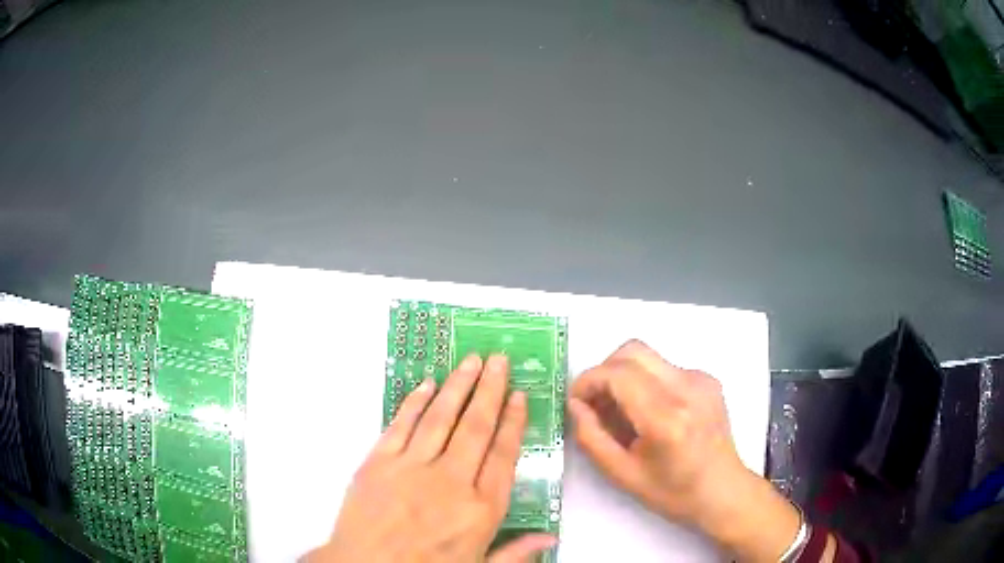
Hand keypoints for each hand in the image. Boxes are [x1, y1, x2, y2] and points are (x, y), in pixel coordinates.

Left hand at [306, 355, 555, 562]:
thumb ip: (515, 552)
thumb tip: (551, 537)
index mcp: (479, 509)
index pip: (503, 455)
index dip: (513, 422)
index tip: (519, 396)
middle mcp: (449, 481)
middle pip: (475, 427)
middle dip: (490, 390)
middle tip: (499, 360)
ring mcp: (411, 468)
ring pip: (441, 418)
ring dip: (458, 386)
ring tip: (471, 360)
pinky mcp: (378, 462)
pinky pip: (400, 425)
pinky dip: (415, 402)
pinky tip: (427, 384)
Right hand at [569, 340, 800, 561]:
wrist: (723, 490)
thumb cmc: (673, 492)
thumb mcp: (622, 474)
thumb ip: (591, 437)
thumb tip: (575, 404)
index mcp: (666, 418)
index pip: (618, 374)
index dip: (588, 381)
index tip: (576, 401)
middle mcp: (687, 388)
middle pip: (632, 351)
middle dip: (604, 371)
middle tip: (596, 403)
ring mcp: (701, 379)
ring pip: (647, 357)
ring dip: (625, 377)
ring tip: (622, 412)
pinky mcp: (708, 379)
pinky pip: (665, 367)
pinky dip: (646, 382)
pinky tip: (650, 413)